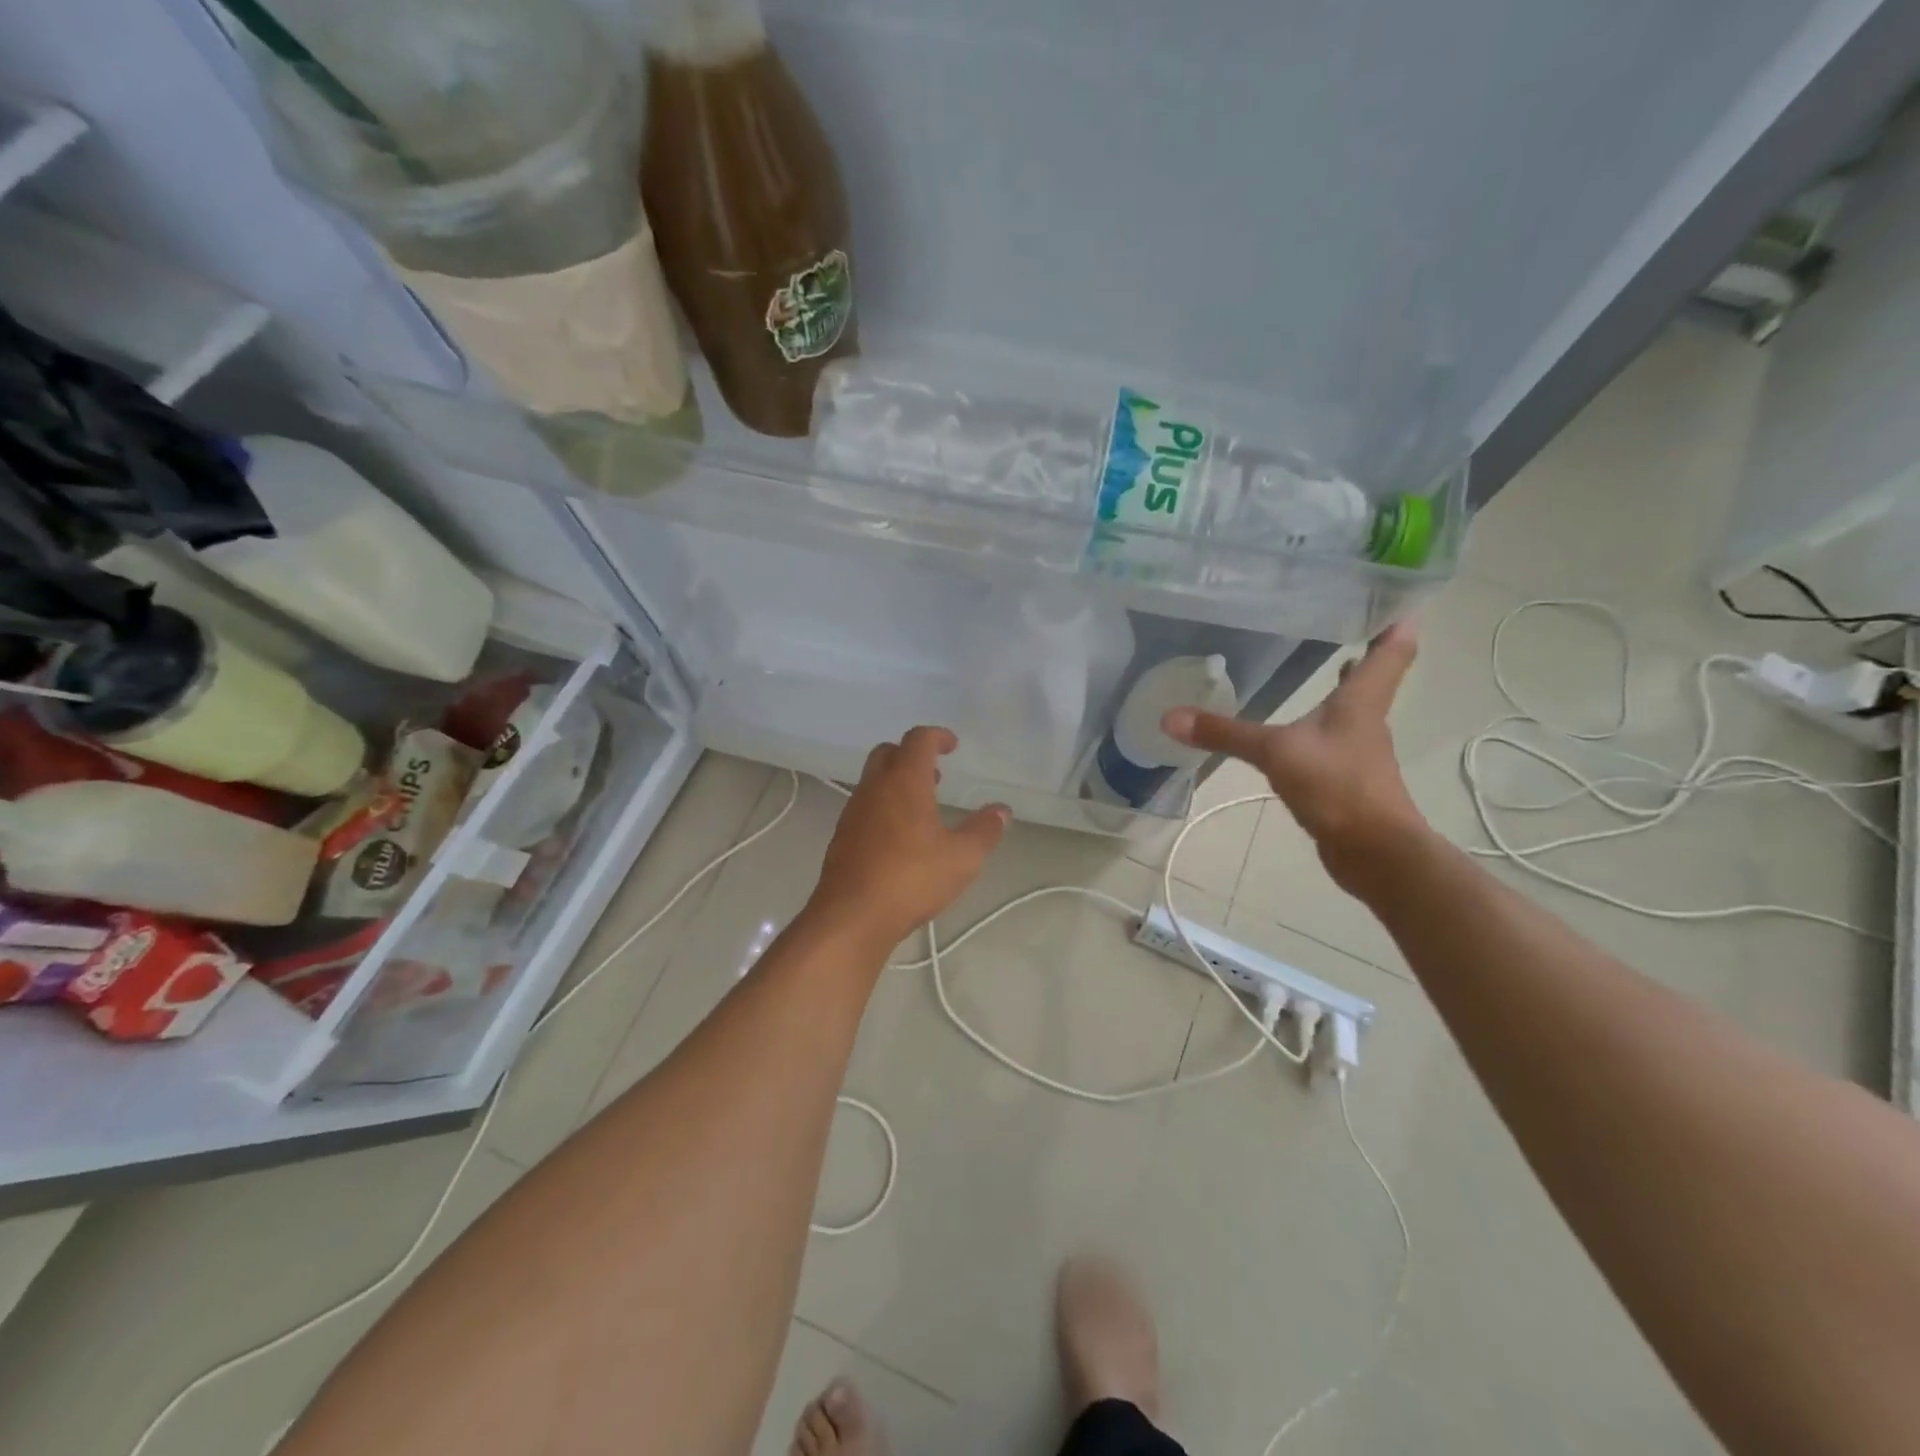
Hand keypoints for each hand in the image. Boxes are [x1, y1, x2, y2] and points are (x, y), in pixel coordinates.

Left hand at [806, 726, 1008, 951]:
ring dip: (896, 782)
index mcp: (904, 782)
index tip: (952, 745)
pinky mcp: (841, 837)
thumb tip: (1002, 811)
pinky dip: (883, 806)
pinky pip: (864, 806)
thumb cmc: (911, 879)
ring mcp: (853, 812)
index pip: (917, 740)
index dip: (937, 736)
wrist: (851, 916)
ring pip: (873, 780)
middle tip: (935, 774)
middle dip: (911, 755)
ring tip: (922, 808)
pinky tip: (899, 837)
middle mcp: (874, 788)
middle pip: (888, 753)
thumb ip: (984, 831)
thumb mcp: (962, 858)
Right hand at [1163, 621, 1426, 888]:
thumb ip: (1225, 734)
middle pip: (1375, 678)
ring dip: (1343, 689)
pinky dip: (1322, 728)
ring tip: (1324, 664)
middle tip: (1349, 624)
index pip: (1391, 651)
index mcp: (1360, 701)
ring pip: (1353, 710)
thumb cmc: (1337, 786)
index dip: (1396, 622)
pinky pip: (1334, 743)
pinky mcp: (1347, 781)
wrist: (1374, 852)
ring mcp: (1359, 753)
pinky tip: (1299, 732)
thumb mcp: (1275, 753)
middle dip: (1367, 652)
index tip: (1397, 597)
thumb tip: (1170, 717)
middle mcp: (1366, 721)